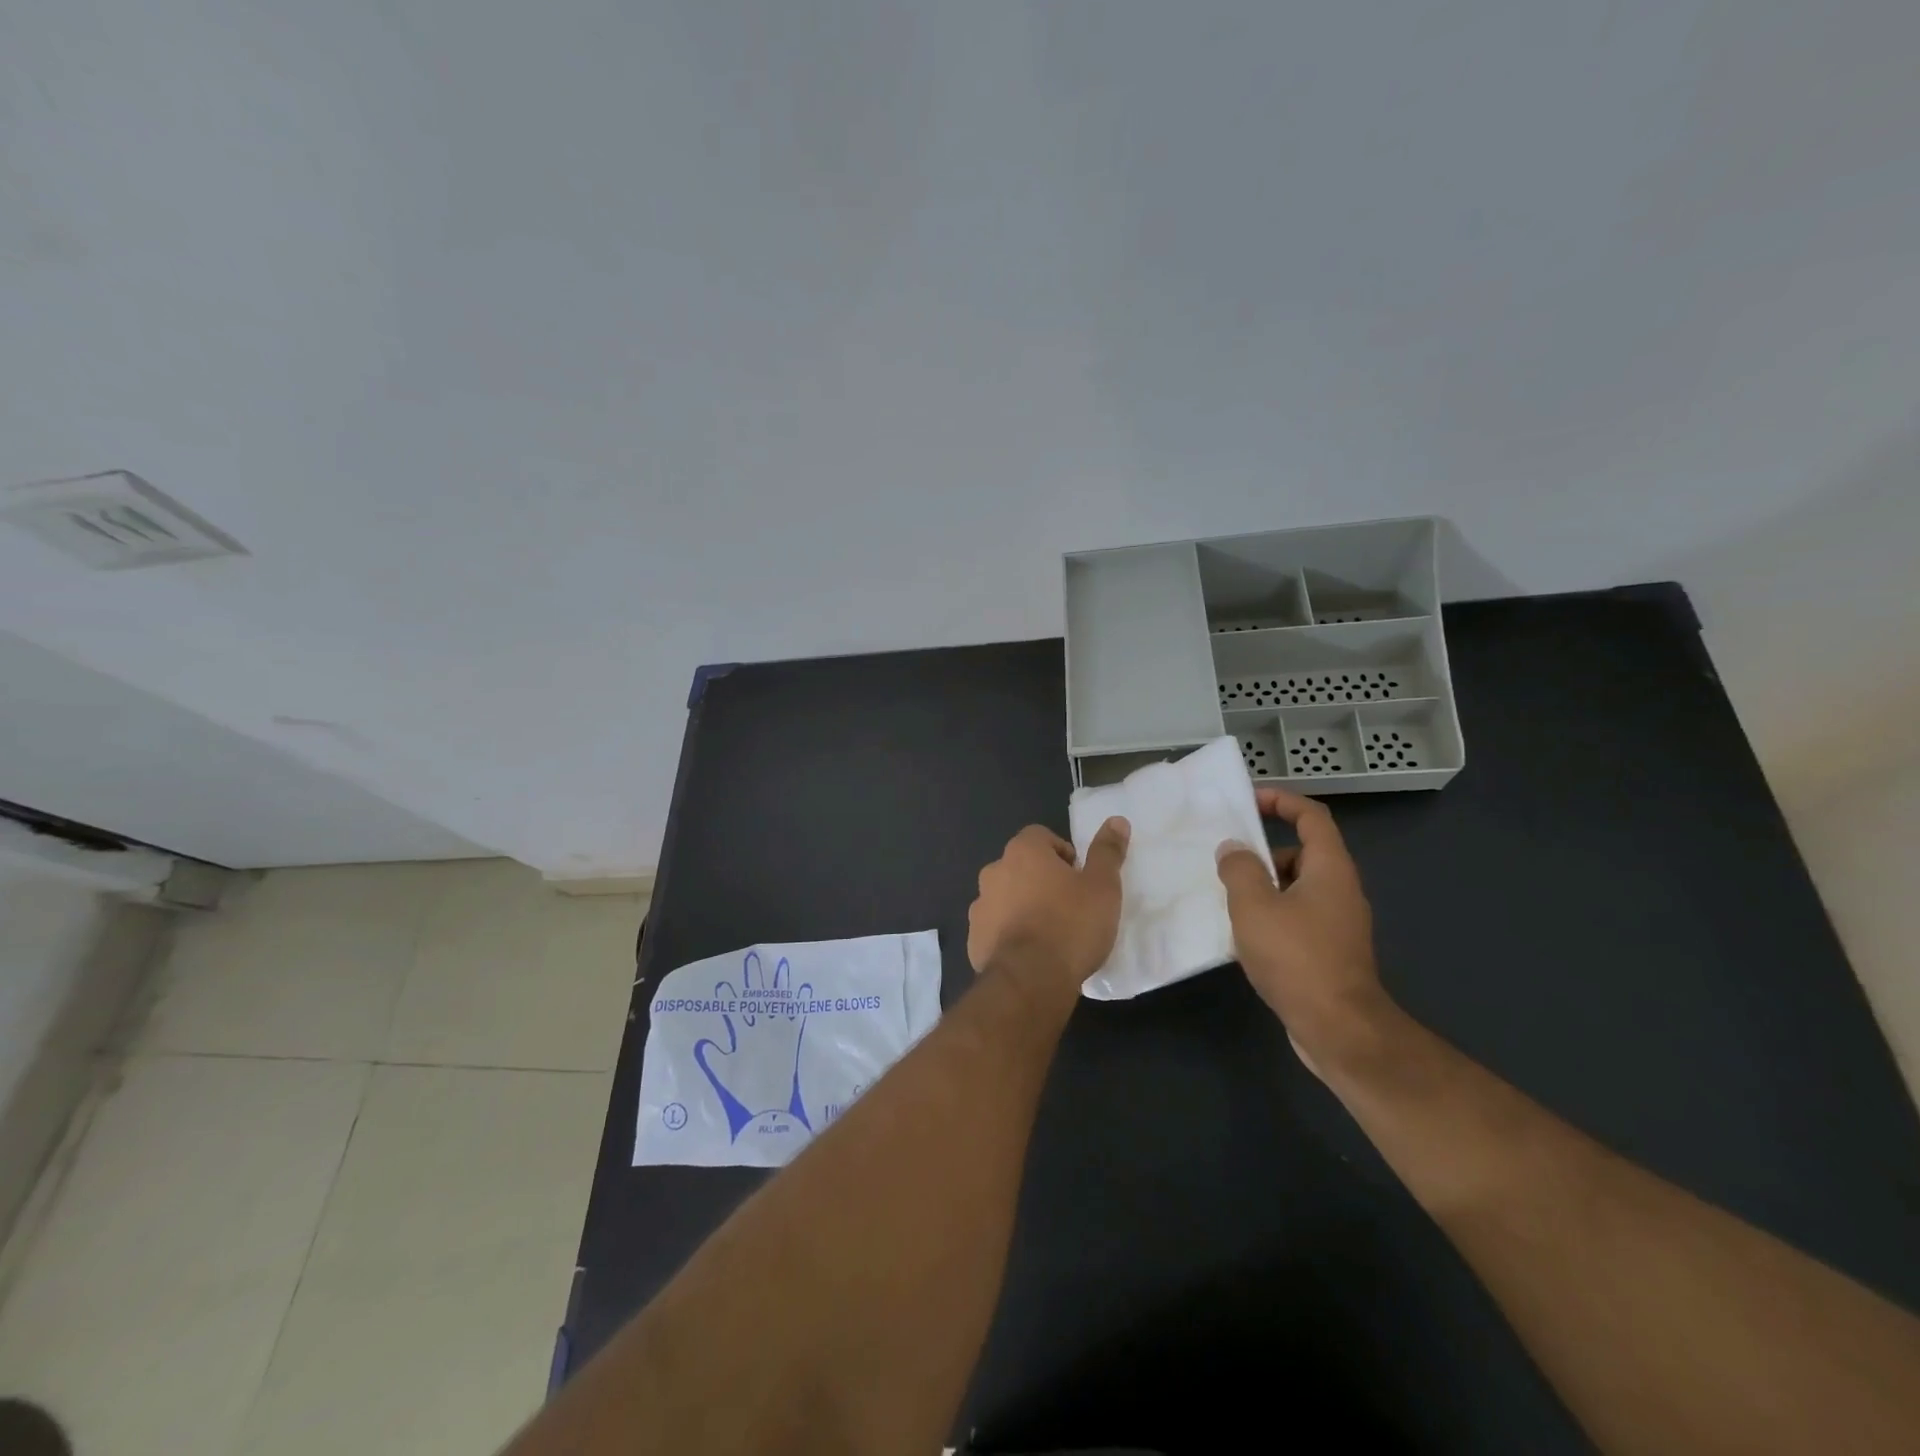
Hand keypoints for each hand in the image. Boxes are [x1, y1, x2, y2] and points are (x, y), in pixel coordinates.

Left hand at [968, 819, 1129, 1002]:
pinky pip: (995, 928)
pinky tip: (1030, 956)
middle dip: (1041, 880)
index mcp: (1022, 852)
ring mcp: (979, 906)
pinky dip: (1009, 935)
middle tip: (1068, 906)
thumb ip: (1107, 852)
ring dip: (1022, 907)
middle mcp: (994, 871)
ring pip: (1005, 897)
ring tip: (1049, 934)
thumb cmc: (1071, 925)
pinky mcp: (974, 939)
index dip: (1062, 853)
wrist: (1030, 980)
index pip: (1040, 836)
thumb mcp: (1102, 887)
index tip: (1079, 878)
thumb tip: (1116, 820)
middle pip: (1020, 866)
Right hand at [1215, 788, 1388, 1076]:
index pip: (1312, 817)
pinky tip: (1243, 935)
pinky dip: (1271, 915)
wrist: (1339, 1029)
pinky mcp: (1330, 952)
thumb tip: (1233, 849)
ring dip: (1264, 887)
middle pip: (1302, 852)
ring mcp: (1338, 923)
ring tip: (1226, 899)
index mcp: (1329, 869)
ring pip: (1297, 888)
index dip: (1282, 801)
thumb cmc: (1296, 957)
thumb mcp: (1254, 906)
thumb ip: (1239, 869)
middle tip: (1227, 860)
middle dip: (1263, 852)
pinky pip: (1297, 917)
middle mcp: (1340, 890)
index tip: (1248, 801)